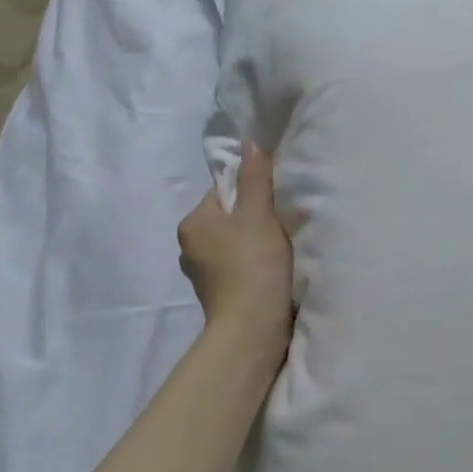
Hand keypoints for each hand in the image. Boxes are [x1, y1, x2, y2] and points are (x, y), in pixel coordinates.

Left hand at [177, 142, 293, 343]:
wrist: (251, 328)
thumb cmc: (253, 264)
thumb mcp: (258, 214)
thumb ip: (255, 178)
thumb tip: (250, 143)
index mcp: (193, 223)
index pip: (223, 190)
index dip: (252, 190)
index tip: (276, 200)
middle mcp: (188, 246)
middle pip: (228, 216)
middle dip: (254, 217)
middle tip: (283, 222)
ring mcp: (201, 274)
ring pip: (233, 242)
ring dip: (254, 241)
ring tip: (281, 248)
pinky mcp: (217, 294)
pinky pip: (237, 265)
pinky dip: (253, 263)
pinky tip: (272, 270)